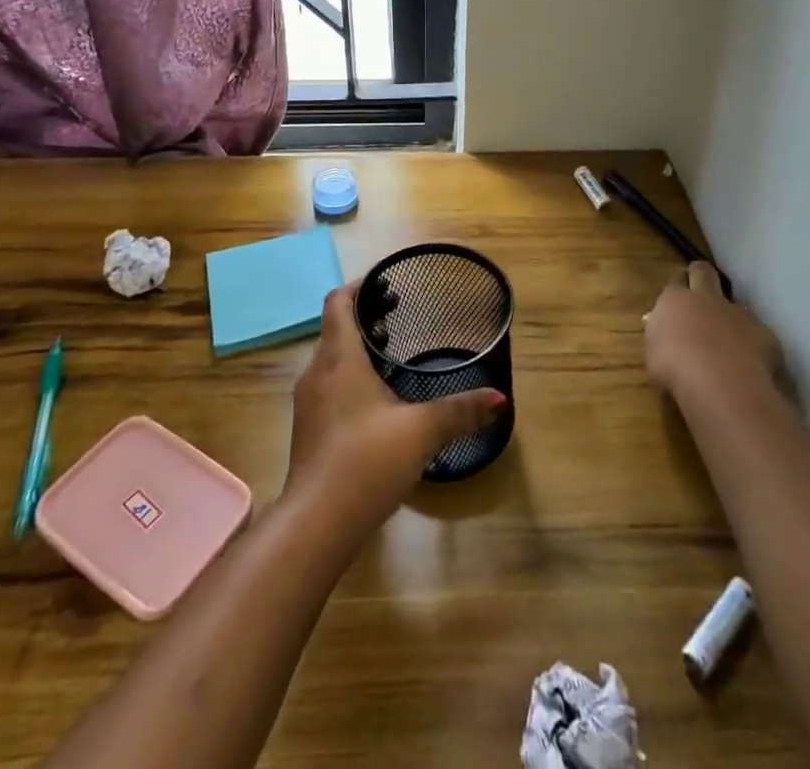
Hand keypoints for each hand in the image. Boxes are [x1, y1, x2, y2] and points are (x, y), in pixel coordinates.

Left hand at [285, 284, 506, 526]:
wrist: (316, 524)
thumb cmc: (366, 461)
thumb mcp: (422, 431)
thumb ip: (461, 411)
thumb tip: (501, 398)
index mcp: (339, 357)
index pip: (339, 302)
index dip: (361, 286)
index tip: (388, 285)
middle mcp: (317, 372)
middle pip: (335, 328)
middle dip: (365, 317)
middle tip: (400, 317)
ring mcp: (308, 403)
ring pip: (331, 359)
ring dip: (357, 349)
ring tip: (392, 356)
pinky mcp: (308, 431)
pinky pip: (329, 386)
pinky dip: (350, 378)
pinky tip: (377, 402)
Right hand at [644, 261, 791, 404]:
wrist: (720, 384)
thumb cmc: (674, 368)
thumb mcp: (654, 353)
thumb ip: (662, 337)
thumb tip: (666, 334)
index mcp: (675, 300)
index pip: (676, 281)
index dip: (678, 286)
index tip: (678, 295)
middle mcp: (707, 298)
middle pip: (704, 272)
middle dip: (701, 275)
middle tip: (700, 288)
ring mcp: (739, 313)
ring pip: (735, 306)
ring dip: (730, 318)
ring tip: (728, 343)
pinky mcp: (764, 334)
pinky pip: (758, 335)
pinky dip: (753, 346)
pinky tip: (749, 366)